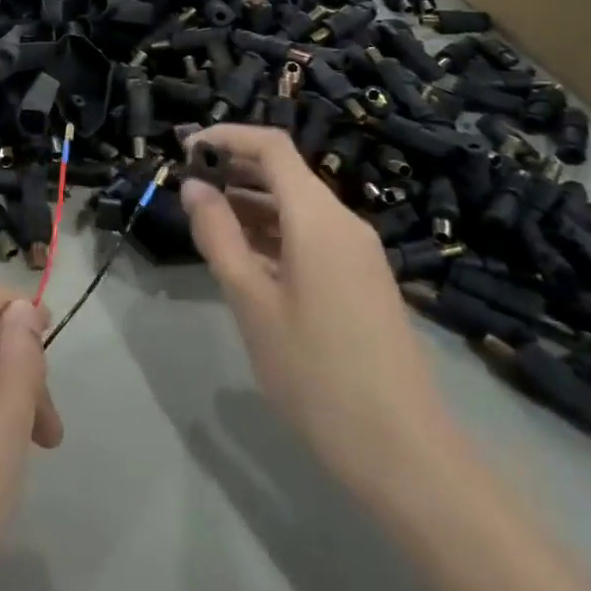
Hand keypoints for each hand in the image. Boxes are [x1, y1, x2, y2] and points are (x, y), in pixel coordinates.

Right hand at [180, 125, 448, 499]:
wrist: (404, 453)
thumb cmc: (316, 373)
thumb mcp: (252, 303)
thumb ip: (219, 237)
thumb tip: (193, 187)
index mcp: (318, 216)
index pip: (271, 146)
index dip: (227, 138)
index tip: (186, 152)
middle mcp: (342, 221)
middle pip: (285, 173)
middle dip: (235, 171)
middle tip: (189, 191)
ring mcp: (358, 251)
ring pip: (298, 207)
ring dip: (253, 206)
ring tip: (209, 225)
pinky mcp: (362, 279)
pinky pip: (312, 236)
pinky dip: (275, 234)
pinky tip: (248, 261)